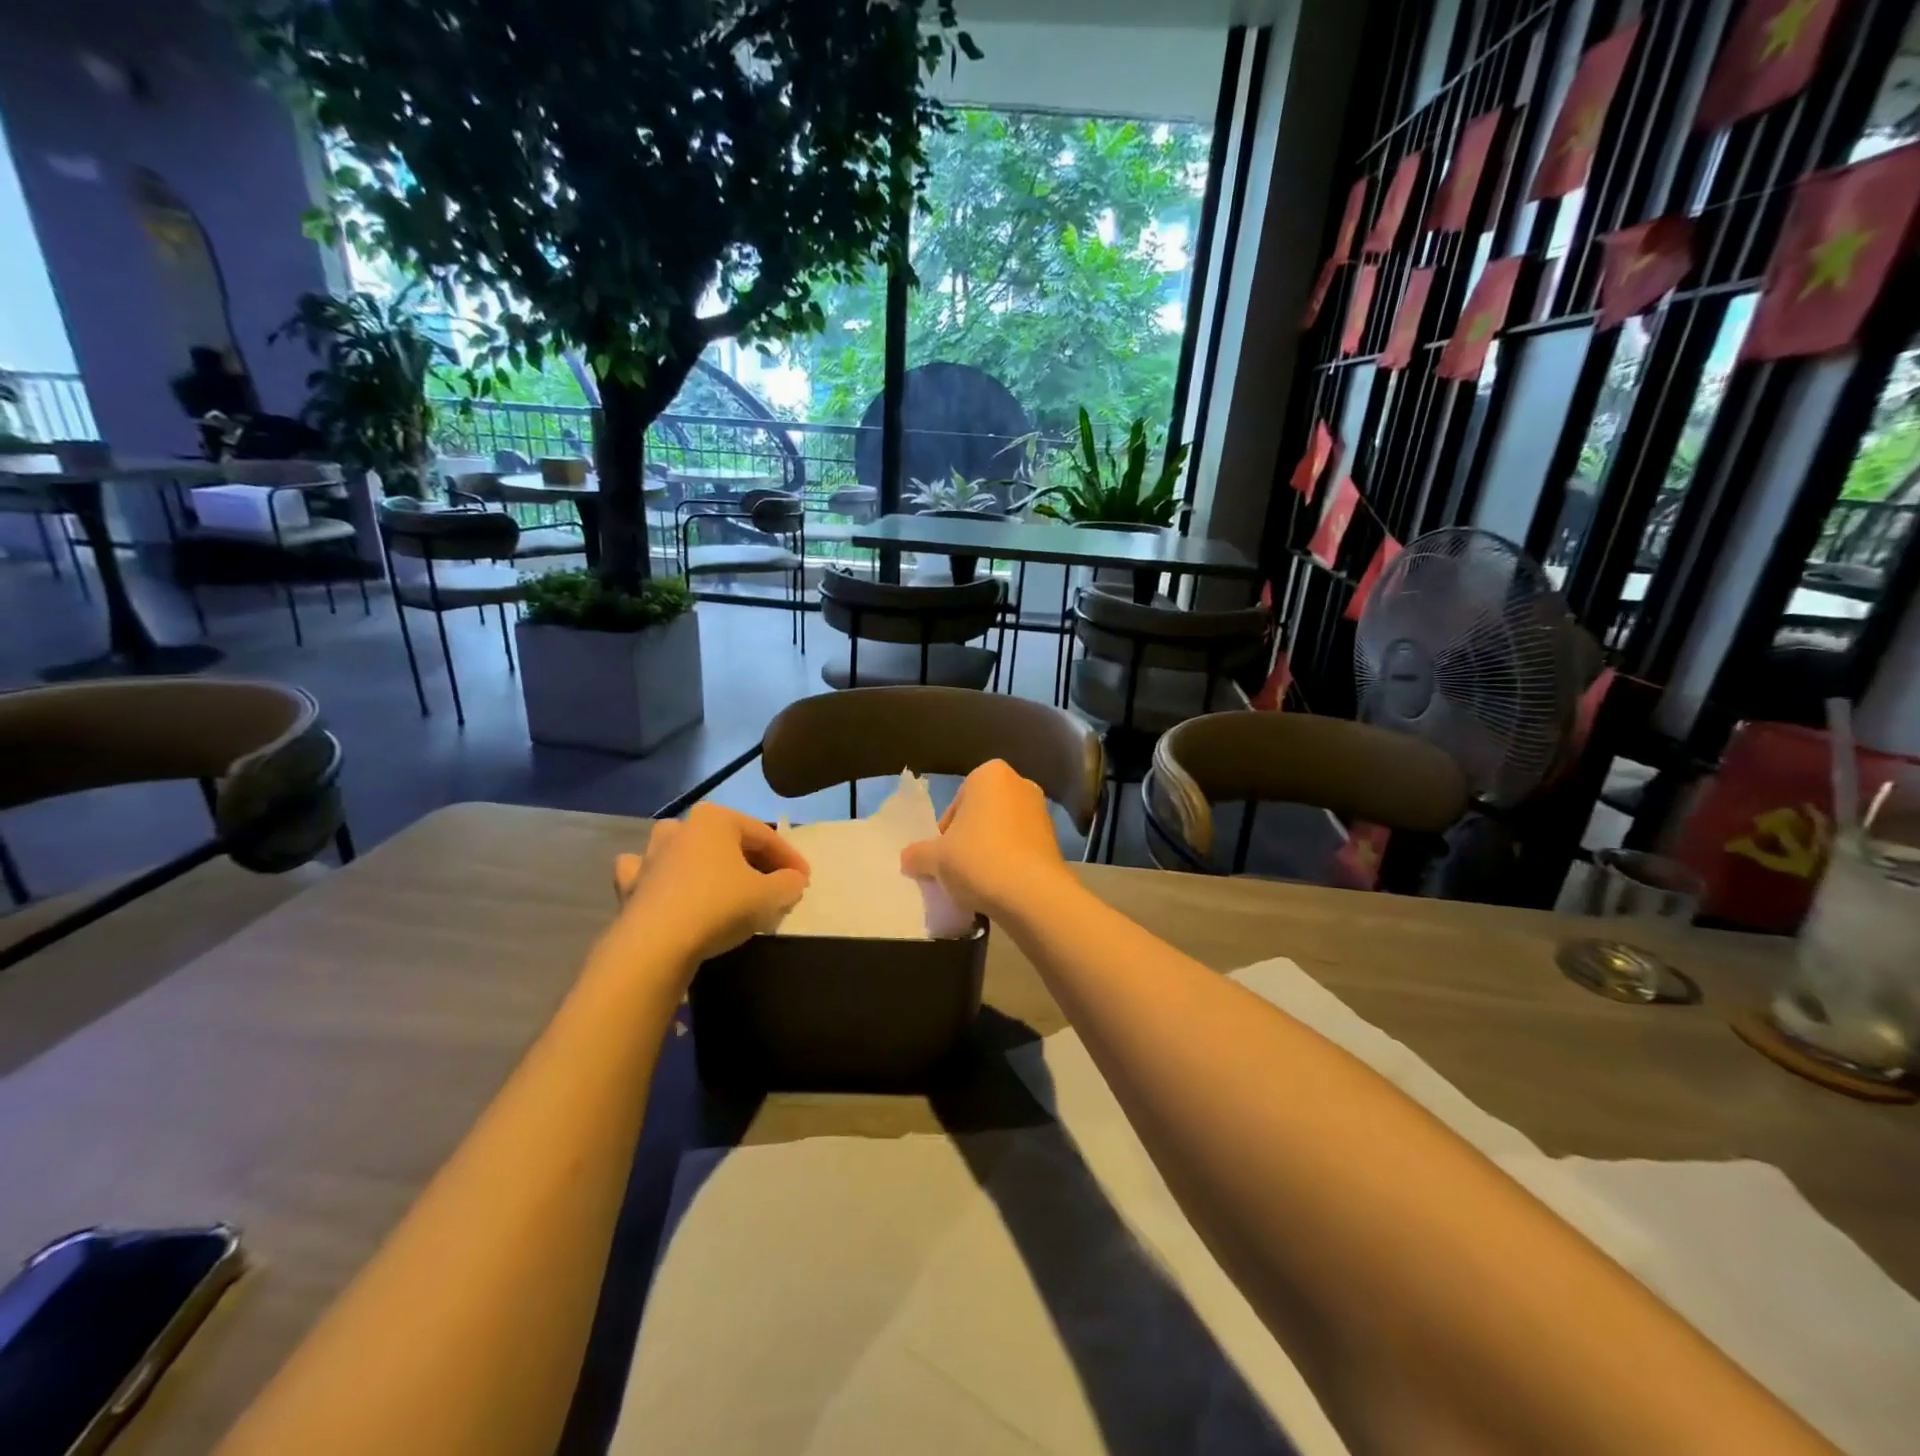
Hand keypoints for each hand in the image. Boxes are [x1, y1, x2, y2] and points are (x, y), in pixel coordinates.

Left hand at [611, 804, 809, 970]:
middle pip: (727, 842)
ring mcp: (651, 854)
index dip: (789, 859)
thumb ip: (789, 884)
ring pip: (686, 850)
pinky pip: (651, 874)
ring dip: (705, 862)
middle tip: (774, 887)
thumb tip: (794, 880)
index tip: (804, 881)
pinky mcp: (631, 884)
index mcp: (716, 819)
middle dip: (753, 862)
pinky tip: (670, 889)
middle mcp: (682, 827)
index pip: (764, 836)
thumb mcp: (771, 896)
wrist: (656, 944)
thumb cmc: (720, 907)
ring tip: (724, 883)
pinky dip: (662, 879)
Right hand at [900, 760, 1070, 919]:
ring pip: (1003, 831)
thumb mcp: (935, 858)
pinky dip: (1011, 862)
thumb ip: (917, 854)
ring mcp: (1042, 812)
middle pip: (981, 815)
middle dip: (969, 838)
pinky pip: (1022, 848)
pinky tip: (1001, 886)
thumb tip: (909, 858)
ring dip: (990, 851)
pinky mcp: (1055, 840)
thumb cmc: (978, 859)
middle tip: (958, 868)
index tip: (943, 856)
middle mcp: (1020, 784)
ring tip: (979, 881)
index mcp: (990, 775)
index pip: (956, 804)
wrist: (1032, 893)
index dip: (945, 832)